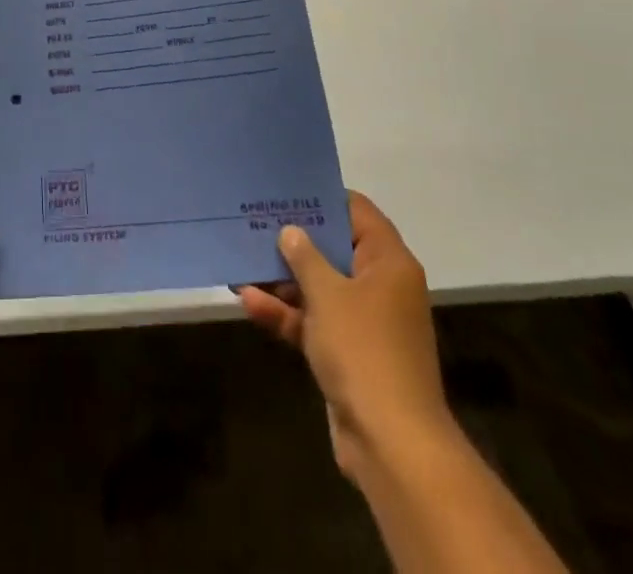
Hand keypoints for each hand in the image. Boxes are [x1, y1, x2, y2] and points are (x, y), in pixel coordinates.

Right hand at [237, 192, 453, 482]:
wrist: (391, 443)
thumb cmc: (363, 349)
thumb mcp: (327, 293)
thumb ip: (304, 256)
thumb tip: (291, 232)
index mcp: (388, 262)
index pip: (357, 212)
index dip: (322, 198)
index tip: (286, 189)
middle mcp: (380, 286)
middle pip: (334, 248)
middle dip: (293, 239)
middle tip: (254, 219)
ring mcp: (364, 322)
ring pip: (319, 286)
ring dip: (282, 278)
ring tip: (241, 260)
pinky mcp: (348, 353)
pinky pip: (313, 320)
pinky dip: (286, 312)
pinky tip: (248, 301)